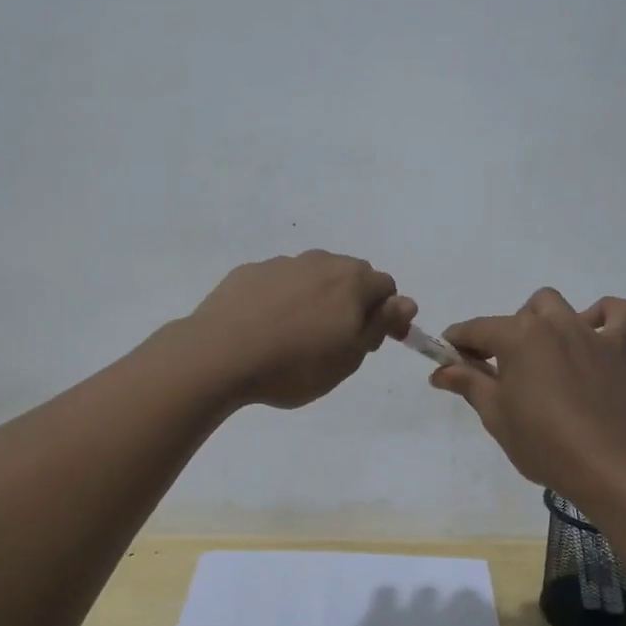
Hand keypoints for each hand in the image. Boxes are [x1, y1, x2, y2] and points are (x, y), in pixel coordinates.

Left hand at [188, 251, 415, 408]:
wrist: (219, 355)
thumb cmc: (295, 364)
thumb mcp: (349, 356)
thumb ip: (380, 324)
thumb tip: (406, 301)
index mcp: (351, 280)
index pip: (386, 286)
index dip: (388, 314)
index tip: (375, 342)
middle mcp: (320, 261)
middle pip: (350, 275)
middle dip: (353, 301)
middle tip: (339, 340)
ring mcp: (281, 264)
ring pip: (312, 276)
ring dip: (317, 298)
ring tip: (298, 335)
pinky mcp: (249, 272)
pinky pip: (278, 282)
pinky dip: (282, 299)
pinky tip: (266, 327)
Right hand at [431, 288, 625, 494]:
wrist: (606, 467)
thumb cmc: (542, 442)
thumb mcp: (495, 414)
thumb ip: (468, 383)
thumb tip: (441, 370)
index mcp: (517, 336)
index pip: (475, 329)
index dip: (456, 343)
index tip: (448, 362)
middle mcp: (552, 323)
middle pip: (518, 314)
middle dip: (502, 336)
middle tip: (499, 372)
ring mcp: (587, 333)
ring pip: (558, 306)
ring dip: (542, 322)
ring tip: (540, 355)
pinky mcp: (617, 350)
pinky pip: (621, 314)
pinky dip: (605, 315)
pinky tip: (593, 333)